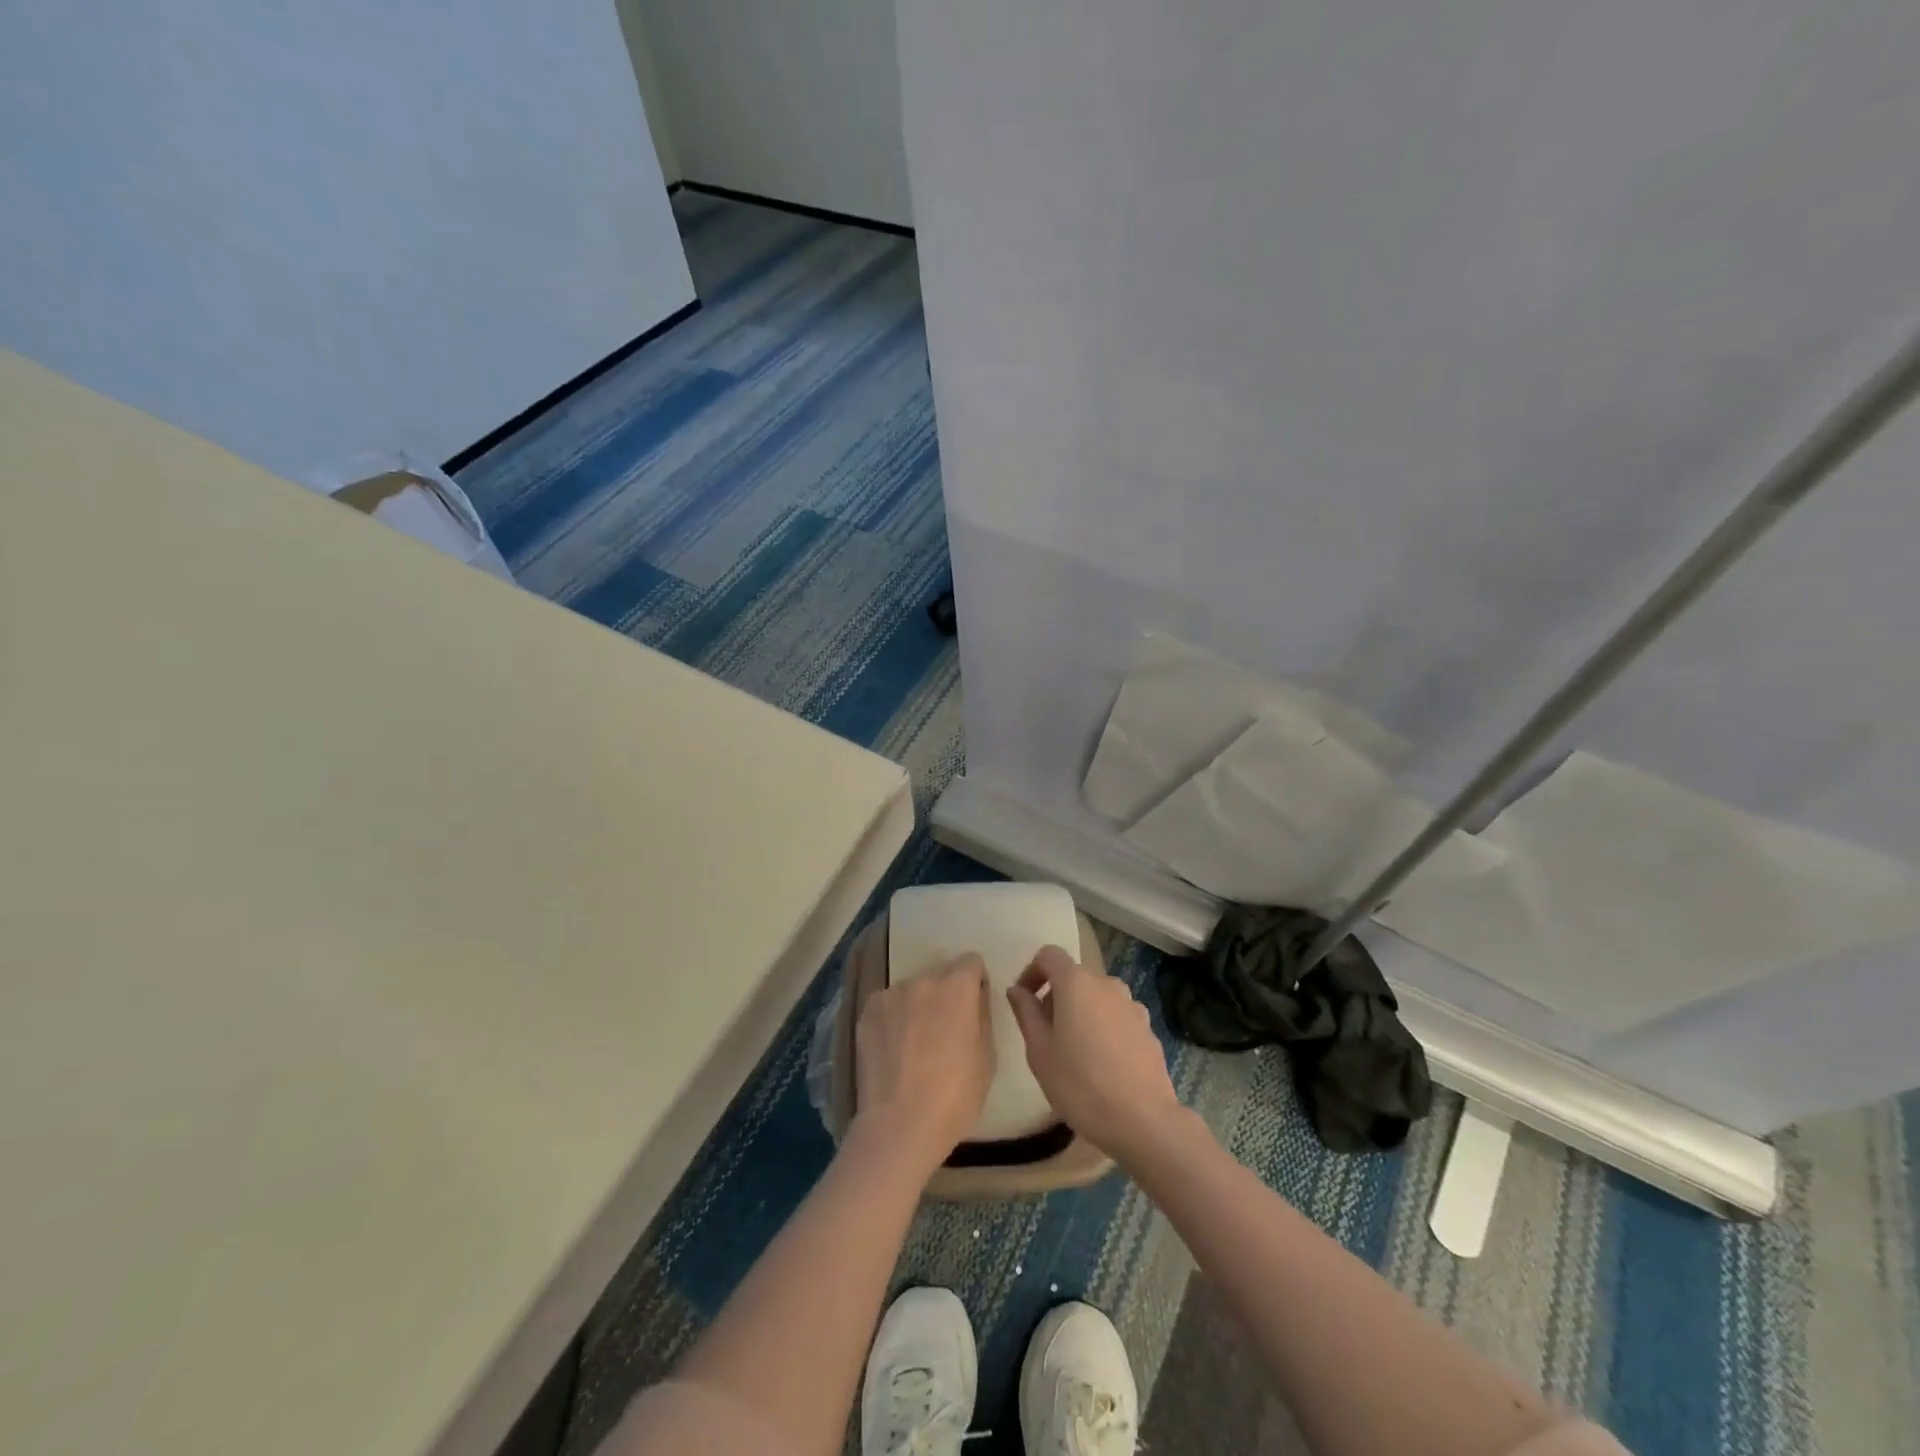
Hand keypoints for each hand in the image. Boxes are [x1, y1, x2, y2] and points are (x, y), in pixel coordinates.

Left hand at [851, 955, 994, 1180]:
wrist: (899, 1126)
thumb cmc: (954, 1096)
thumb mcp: (987, 1057)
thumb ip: (982, 1015)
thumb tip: (976, 997)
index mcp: (957, 986)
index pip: (971, 962)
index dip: (975, 983)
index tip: (973, 1008)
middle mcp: (923, 979)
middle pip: (941, 975)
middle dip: (946, 995)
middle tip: (945, 1031)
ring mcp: (891, 994)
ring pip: (913, 991)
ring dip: (918, 1006)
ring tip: (915, 1045)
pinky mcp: (867, 1011)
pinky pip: (889, 1005)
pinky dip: (894, 1019)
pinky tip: (893, 1050)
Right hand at [1006, 945, 1184, 1160]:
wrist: (1143, 1120)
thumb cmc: (1080, 1084)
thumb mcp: (1039, 1051)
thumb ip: (1026, 1013)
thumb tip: (1017, 990)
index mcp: (1077, 983)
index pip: (1049, 955)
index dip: (1032, 971)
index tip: (1024, 1001)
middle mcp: (1107, 984)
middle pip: (1074, 977)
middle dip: (1055, 997)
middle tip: (1045, 1035)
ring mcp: (1132, 1005)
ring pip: (1097, 998)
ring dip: (1081, 1013)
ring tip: (1074, 1052)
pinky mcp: (1148, 1028)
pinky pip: (1116, 1017)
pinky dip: (1103, 1028)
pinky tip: (1102, 1065)